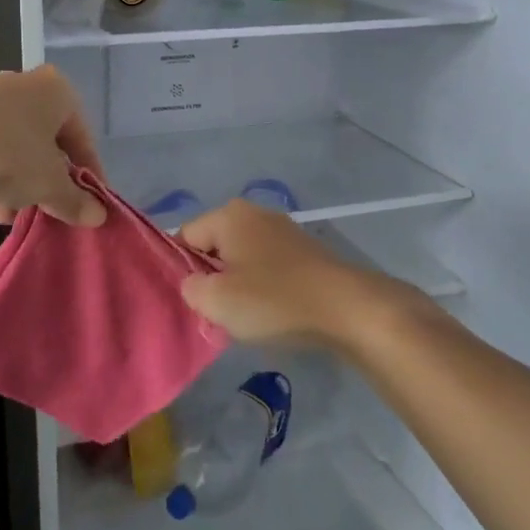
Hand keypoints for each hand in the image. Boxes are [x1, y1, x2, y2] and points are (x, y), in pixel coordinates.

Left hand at [0, 65, 106, 226]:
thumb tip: (98, 217)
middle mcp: (20, 85)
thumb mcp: (52, 185)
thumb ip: (76, 200)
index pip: (80, 134)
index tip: (90, 199)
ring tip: (14, 214)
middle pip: (42, 138)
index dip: (88, 170)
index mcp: (55, 89)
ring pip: (10, 144)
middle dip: (47, 175)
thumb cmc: (14, 156)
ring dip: (16, 181)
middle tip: (50, 205)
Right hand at [178, 200, 411, 348]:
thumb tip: (195, 283)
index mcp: (228, 215)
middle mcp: (254, 213)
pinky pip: (267, 266)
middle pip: (213, 246)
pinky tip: (273, 312)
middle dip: (212, 279)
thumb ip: (190, 288)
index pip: (184, 237)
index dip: (182, 271)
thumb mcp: (217, 301)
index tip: (195, 301)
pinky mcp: (304, 250)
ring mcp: (282, 230)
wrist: (348, 309)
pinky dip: (264, 287)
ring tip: (248, 316)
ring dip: (238, 286)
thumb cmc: (275, 300)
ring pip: (241, 259)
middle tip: (218, 312)